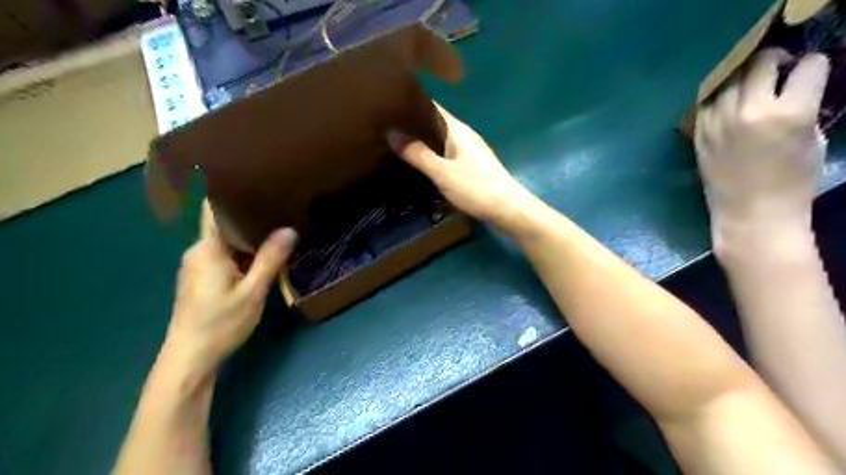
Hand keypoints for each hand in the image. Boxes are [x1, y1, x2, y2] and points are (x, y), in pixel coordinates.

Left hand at [161, 203, 296, 376]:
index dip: (228, 192)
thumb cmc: (221, 322)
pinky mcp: (200, 279)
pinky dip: (241, 250)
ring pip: (224, 241)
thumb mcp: (253, 291)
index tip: (252, 179)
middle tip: (277, 203)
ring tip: (274, 224)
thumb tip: (289, 230)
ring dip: (247, 235)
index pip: (213, 210)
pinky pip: (222, 255)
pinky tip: (261, 254)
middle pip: (222, 224)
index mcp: (207, 249)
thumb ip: (270, 259)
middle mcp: (197, 252)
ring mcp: (196, 266)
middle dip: (247, 214)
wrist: (189, 357)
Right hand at [385, 103, 530, 230]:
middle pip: (434, 123)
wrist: (509, 210)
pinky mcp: (471, 167)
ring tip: (395, 144)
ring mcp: (469, 152)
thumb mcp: (443, 172)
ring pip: (440, 141)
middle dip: (412, 125)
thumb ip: (418, 153)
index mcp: (457, 129)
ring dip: (421, 142)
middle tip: (384, 128)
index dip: (410, 103)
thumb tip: (390, 132)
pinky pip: (445, 155)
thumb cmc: (476, 188)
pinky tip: (419, 164)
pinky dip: (431, 156)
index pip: (431, 107)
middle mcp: (463, 136)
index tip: (386, 105)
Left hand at [698, 49, 831, 231]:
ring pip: (728, 79)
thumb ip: (805, 107)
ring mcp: (718, 122)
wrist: (750, 214)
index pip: (808, 66)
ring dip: (742, 77)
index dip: (814, 66)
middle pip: (760, 64)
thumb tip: (797, 85)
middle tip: (778, 69)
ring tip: (750, 86)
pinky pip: (706, 103)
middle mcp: (748, 111)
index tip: (810, 71)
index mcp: (788, 112)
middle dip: (775, 61)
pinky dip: (718, 97)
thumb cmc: (793, 182)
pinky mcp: (699, 134)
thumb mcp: (814, 140)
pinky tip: (727, 103)